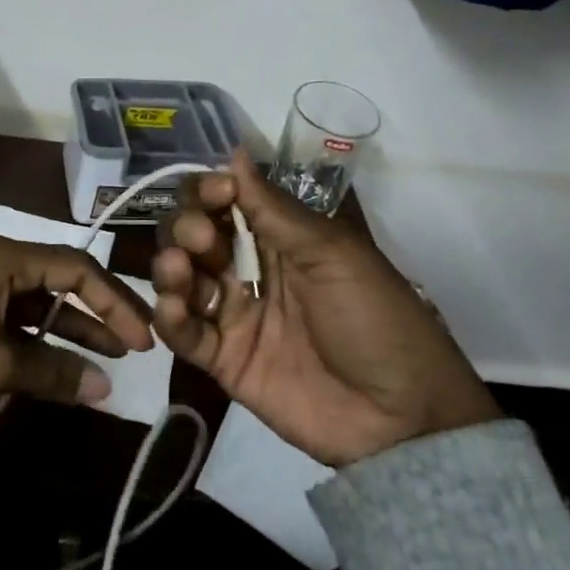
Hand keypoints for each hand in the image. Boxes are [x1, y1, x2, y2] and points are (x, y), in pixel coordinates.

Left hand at [0, 235, 155, 415]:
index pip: (77, 267)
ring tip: (108, 359)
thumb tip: (105, 388)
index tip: (141, 337)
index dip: (114, 300)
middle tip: (134, 346)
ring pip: (40, 303)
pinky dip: (40, 341)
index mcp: (6, 257)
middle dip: (99, 313)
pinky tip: (61, 365)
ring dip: (72, 330)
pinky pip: (16, 320)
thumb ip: (53, 370)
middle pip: (62, 281)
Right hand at [152, 150, 498, 466]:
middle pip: (192, 234)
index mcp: (277, 237)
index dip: (208, 191)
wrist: (401, 417)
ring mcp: (232, 314)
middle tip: (202, 240)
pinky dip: (168, 317)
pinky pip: (182, 333)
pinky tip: (173, 309)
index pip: (223, 201)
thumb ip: (274, 209)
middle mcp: (247, 268)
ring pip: (179, 277)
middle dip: (186, 228)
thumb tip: (233, 152)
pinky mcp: (223, 359)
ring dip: (170, 267)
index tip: (215, 194)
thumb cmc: (374, 318)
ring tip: (181, 273)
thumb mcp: (332, 254)